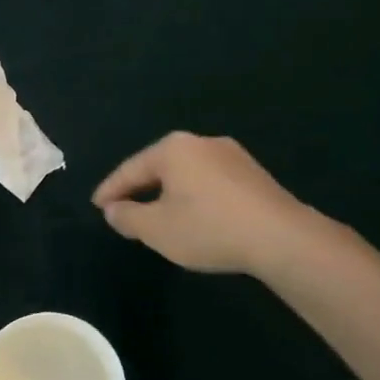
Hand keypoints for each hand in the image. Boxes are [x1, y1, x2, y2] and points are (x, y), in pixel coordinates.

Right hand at [92, 132, 322, 276]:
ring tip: (155, 215)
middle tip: (122, 210)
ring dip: (167, 194)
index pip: (130, 169)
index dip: (111, 190)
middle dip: (139, 189)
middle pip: (159, 167)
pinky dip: (193, 196)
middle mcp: (201, 142)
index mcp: (173, 149)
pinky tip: (192, 216)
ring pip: (185, 174)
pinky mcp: (252, 174)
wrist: (282, 238)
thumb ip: (127, 217)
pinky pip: (209, 181)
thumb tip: (113, 210)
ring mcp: (231, 155)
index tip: (97, 206)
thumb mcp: (157, 229)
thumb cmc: (209, 228)